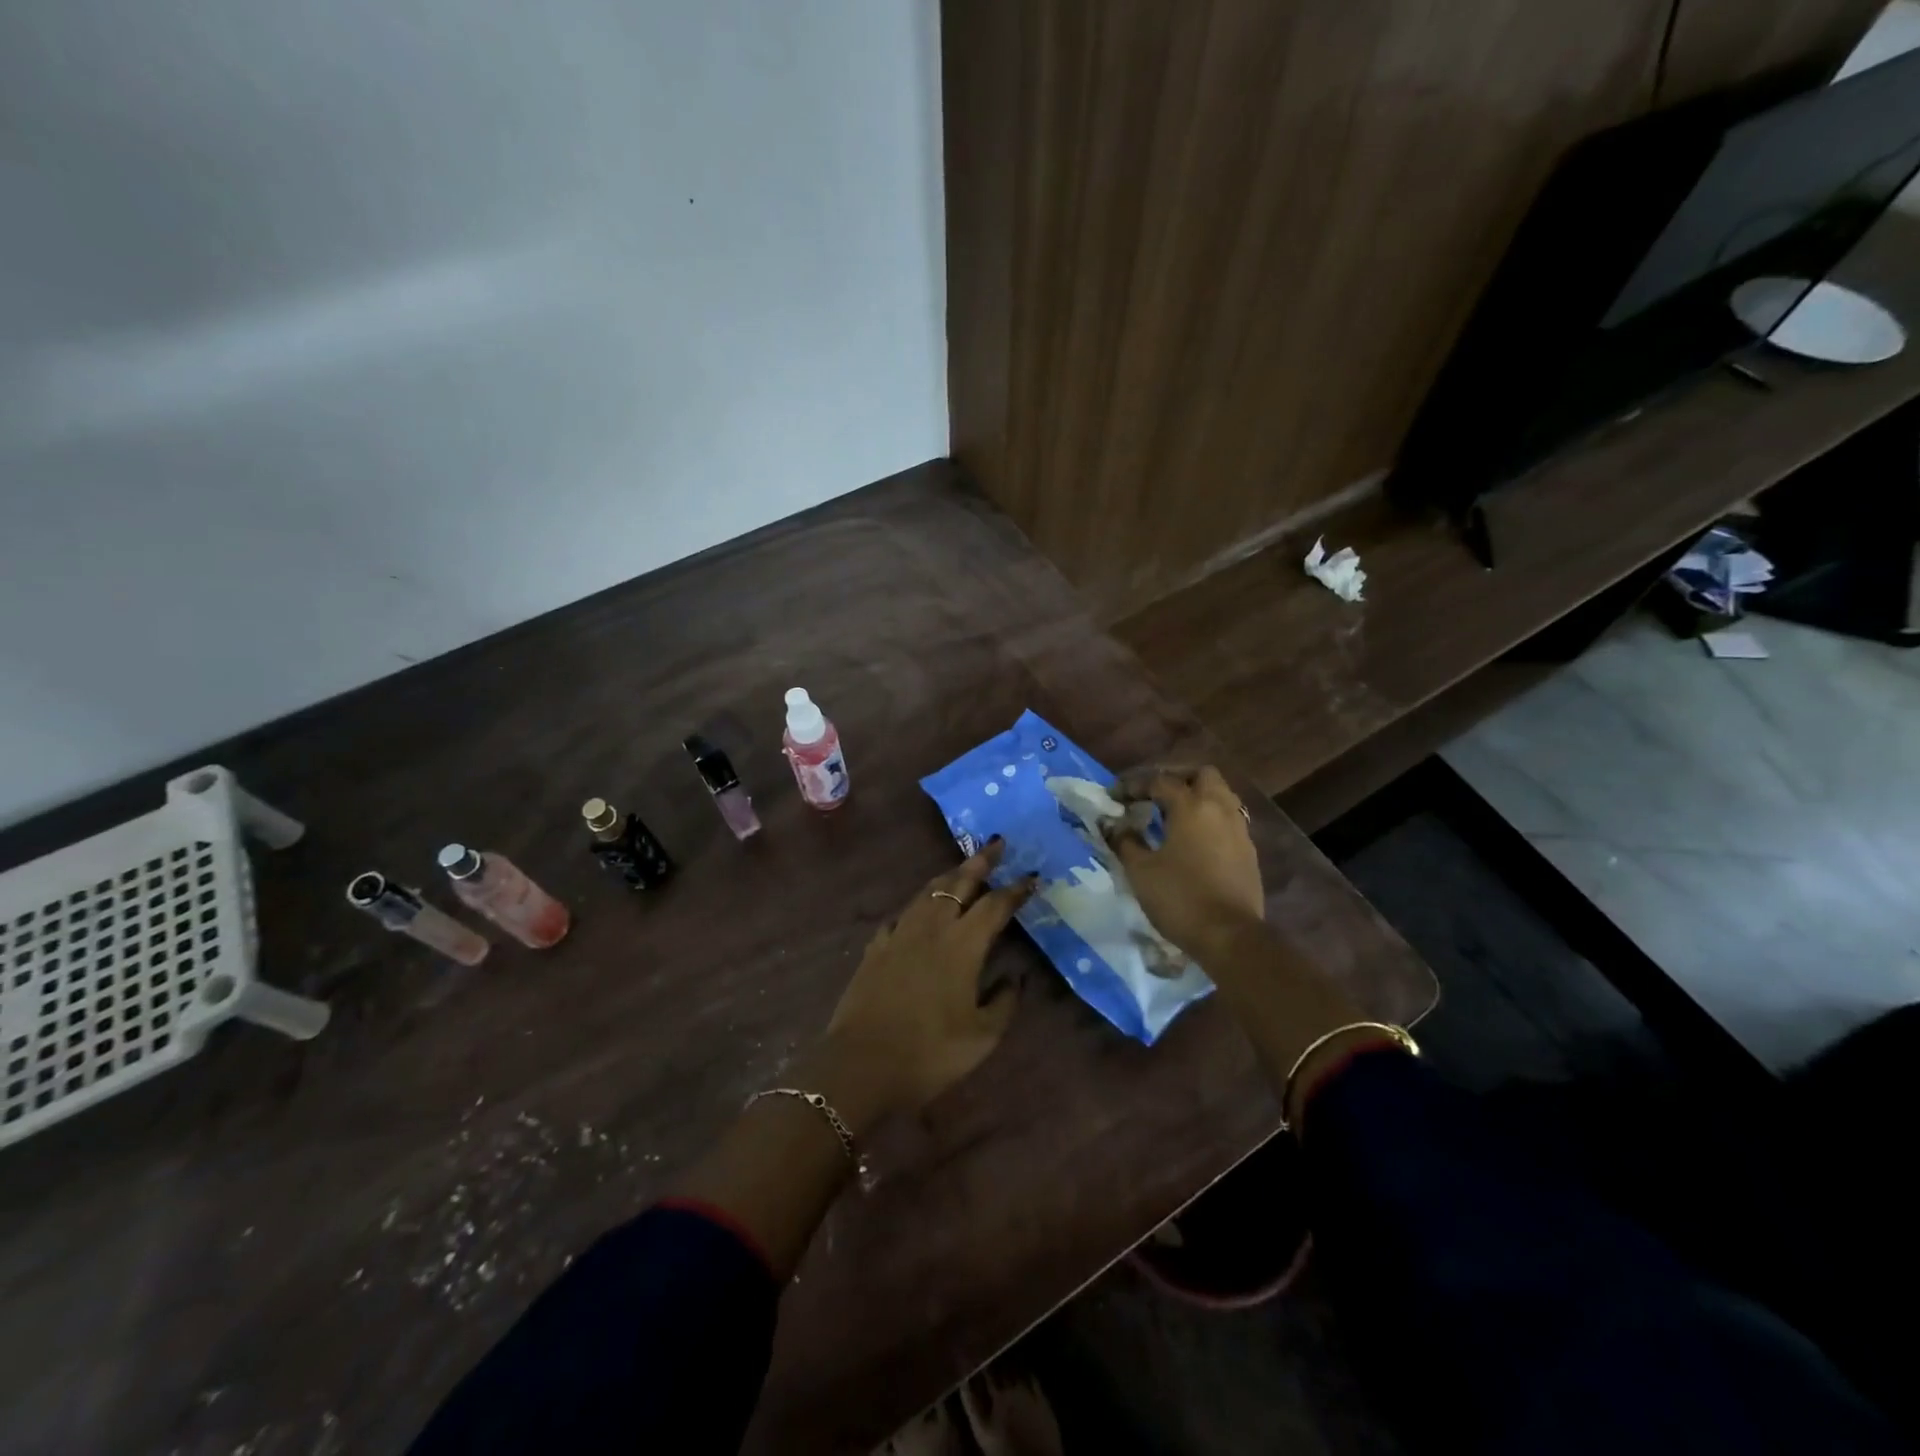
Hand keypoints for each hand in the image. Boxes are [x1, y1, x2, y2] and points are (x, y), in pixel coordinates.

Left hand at [823, 839, 1036, 1120]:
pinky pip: (901, 914)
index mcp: (963, 945)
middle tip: (997, 844)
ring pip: (927, 892)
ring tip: (962, 869)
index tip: (1031, 876)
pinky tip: (918, 911)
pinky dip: (917, 906)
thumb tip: (1016, 976)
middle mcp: (932, 928)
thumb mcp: (982, 1036)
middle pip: (958, 883)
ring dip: (949, 876)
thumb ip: (1004, 1001)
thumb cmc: (930, 1052)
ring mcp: (900, 934)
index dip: (1015, 889)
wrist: (862, 1065)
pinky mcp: (876, 947)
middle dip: (981, 862)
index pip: (995, 905)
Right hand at [1107, 766, 1263, 958]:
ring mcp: (1239, 830)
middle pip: (1202, 775)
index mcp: (1191, 806)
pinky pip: (1228, 819)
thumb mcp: (1141, 870)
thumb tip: (1113, 825)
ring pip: (1221, 795)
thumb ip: (1125, 841)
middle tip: (1154, 794)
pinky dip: (1210, 818)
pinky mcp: (1248, 852)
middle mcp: (1219, 809)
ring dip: (1197, 796)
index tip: (1115, 796)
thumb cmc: (1180, 898)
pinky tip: (1194, 838)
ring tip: (1173, 814)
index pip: (1160, 781)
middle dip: (1177, 778)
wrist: (1230, 936)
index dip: (1134, 785)